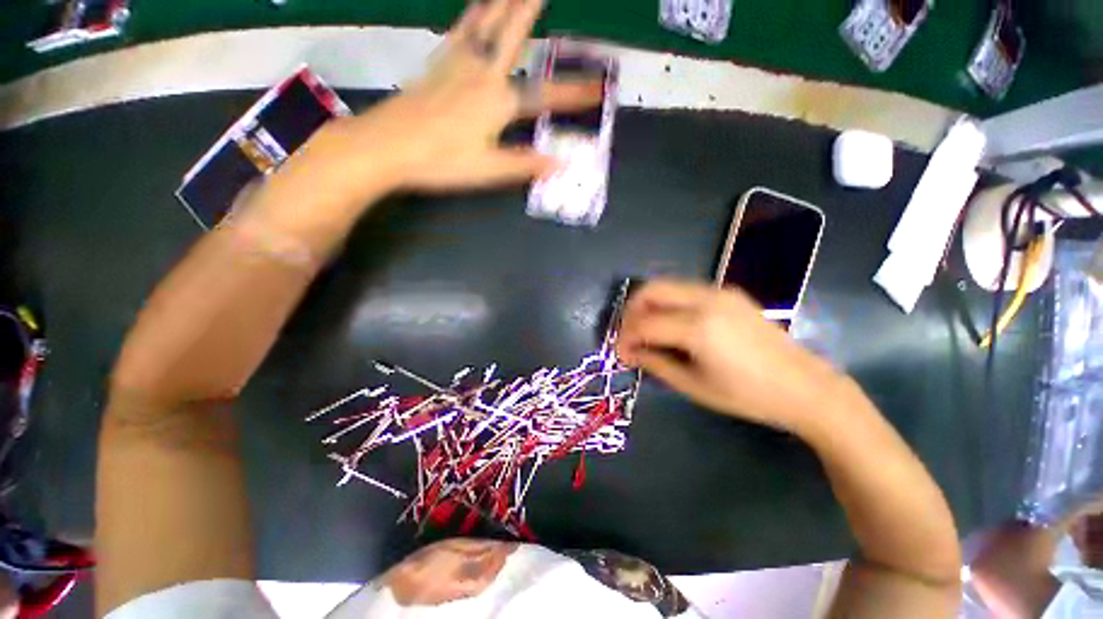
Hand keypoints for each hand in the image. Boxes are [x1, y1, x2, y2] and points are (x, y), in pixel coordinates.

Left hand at [302, 0, 602, 197]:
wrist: (387, 146)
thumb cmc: (441, 161)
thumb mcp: (489, 170)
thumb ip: (525, 164)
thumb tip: (561, 164)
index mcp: (497, 102)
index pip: (544, 97)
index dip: (573, 94)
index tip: (598, 88)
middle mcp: (481, 73)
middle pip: (512, 34)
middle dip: (532, 8)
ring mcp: (457, 64)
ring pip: (485, 22)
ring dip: (504, 0)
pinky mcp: (437, 64)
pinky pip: (460, 29)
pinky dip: (472, 13)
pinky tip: (476, 4)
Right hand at [616, 280, 846, 433]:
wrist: (805, 387)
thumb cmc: (748, 395)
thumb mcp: (694, 385)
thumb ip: (655, 363)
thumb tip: (629, 352)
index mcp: (699, 327)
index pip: (645, 323)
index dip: (625, 337)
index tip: (620, 353)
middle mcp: (707, 299)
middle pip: (651, 289)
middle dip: (631, 310)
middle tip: (628, 334)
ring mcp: (720, 292)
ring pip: (667, 285)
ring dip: (649, 304)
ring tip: (645, 329)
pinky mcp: (729, 293)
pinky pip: (685, 290)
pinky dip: (668, 303)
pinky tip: (671, 324)